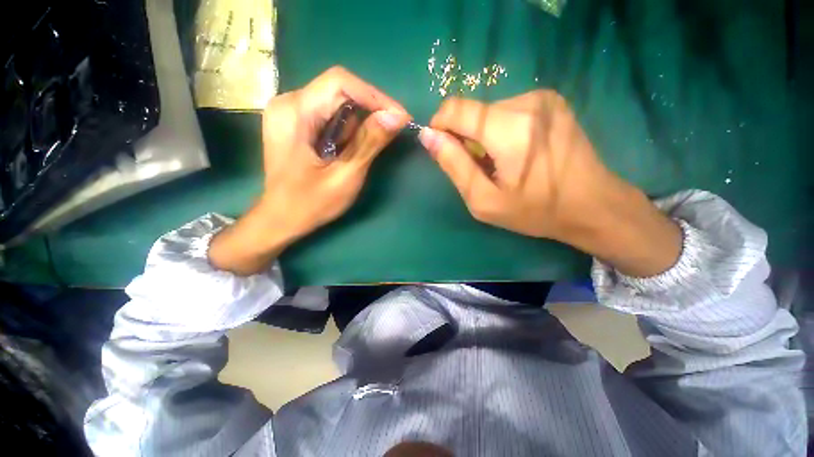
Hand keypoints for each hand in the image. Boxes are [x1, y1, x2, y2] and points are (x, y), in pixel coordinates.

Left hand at [209, 67, 410, 274]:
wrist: (281, 219)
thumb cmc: (311, 203)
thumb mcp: (346, 175)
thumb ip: (369, 143)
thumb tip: (397, 116)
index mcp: (295, 112)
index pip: (341, 83)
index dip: (376, 96)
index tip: (400, 118)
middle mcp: (288, 102)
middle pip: (339, 90)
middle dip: (370, 111)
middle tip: (390, 132)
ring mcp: (289, 111)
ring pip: (336, 103)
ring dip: (357, 124)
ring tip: (360, 151)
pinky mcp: (295, 122)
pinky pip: (329, 114)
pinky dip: (346, 130)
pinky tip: (346, 151)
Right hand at [421, 90, 681, 276]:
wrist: (594, 205)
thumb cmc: (535, 211)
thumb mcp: (483, 199)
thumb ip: (453, 165)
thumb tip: (427, 136)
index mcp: (509, 128)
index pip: (454, 109)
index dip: (439, 127)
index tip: (444, 152)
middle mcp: (526, 102)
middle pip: (472, 112)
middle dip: (465, 139)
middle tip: (480, 169)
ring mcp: (542, 97)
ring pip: (488, 112)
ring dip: (483, 137)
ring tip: (501, 164)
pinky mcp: (550, 100)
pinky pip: (507, 111)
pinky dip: (500, 131)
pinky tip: (516, 153)